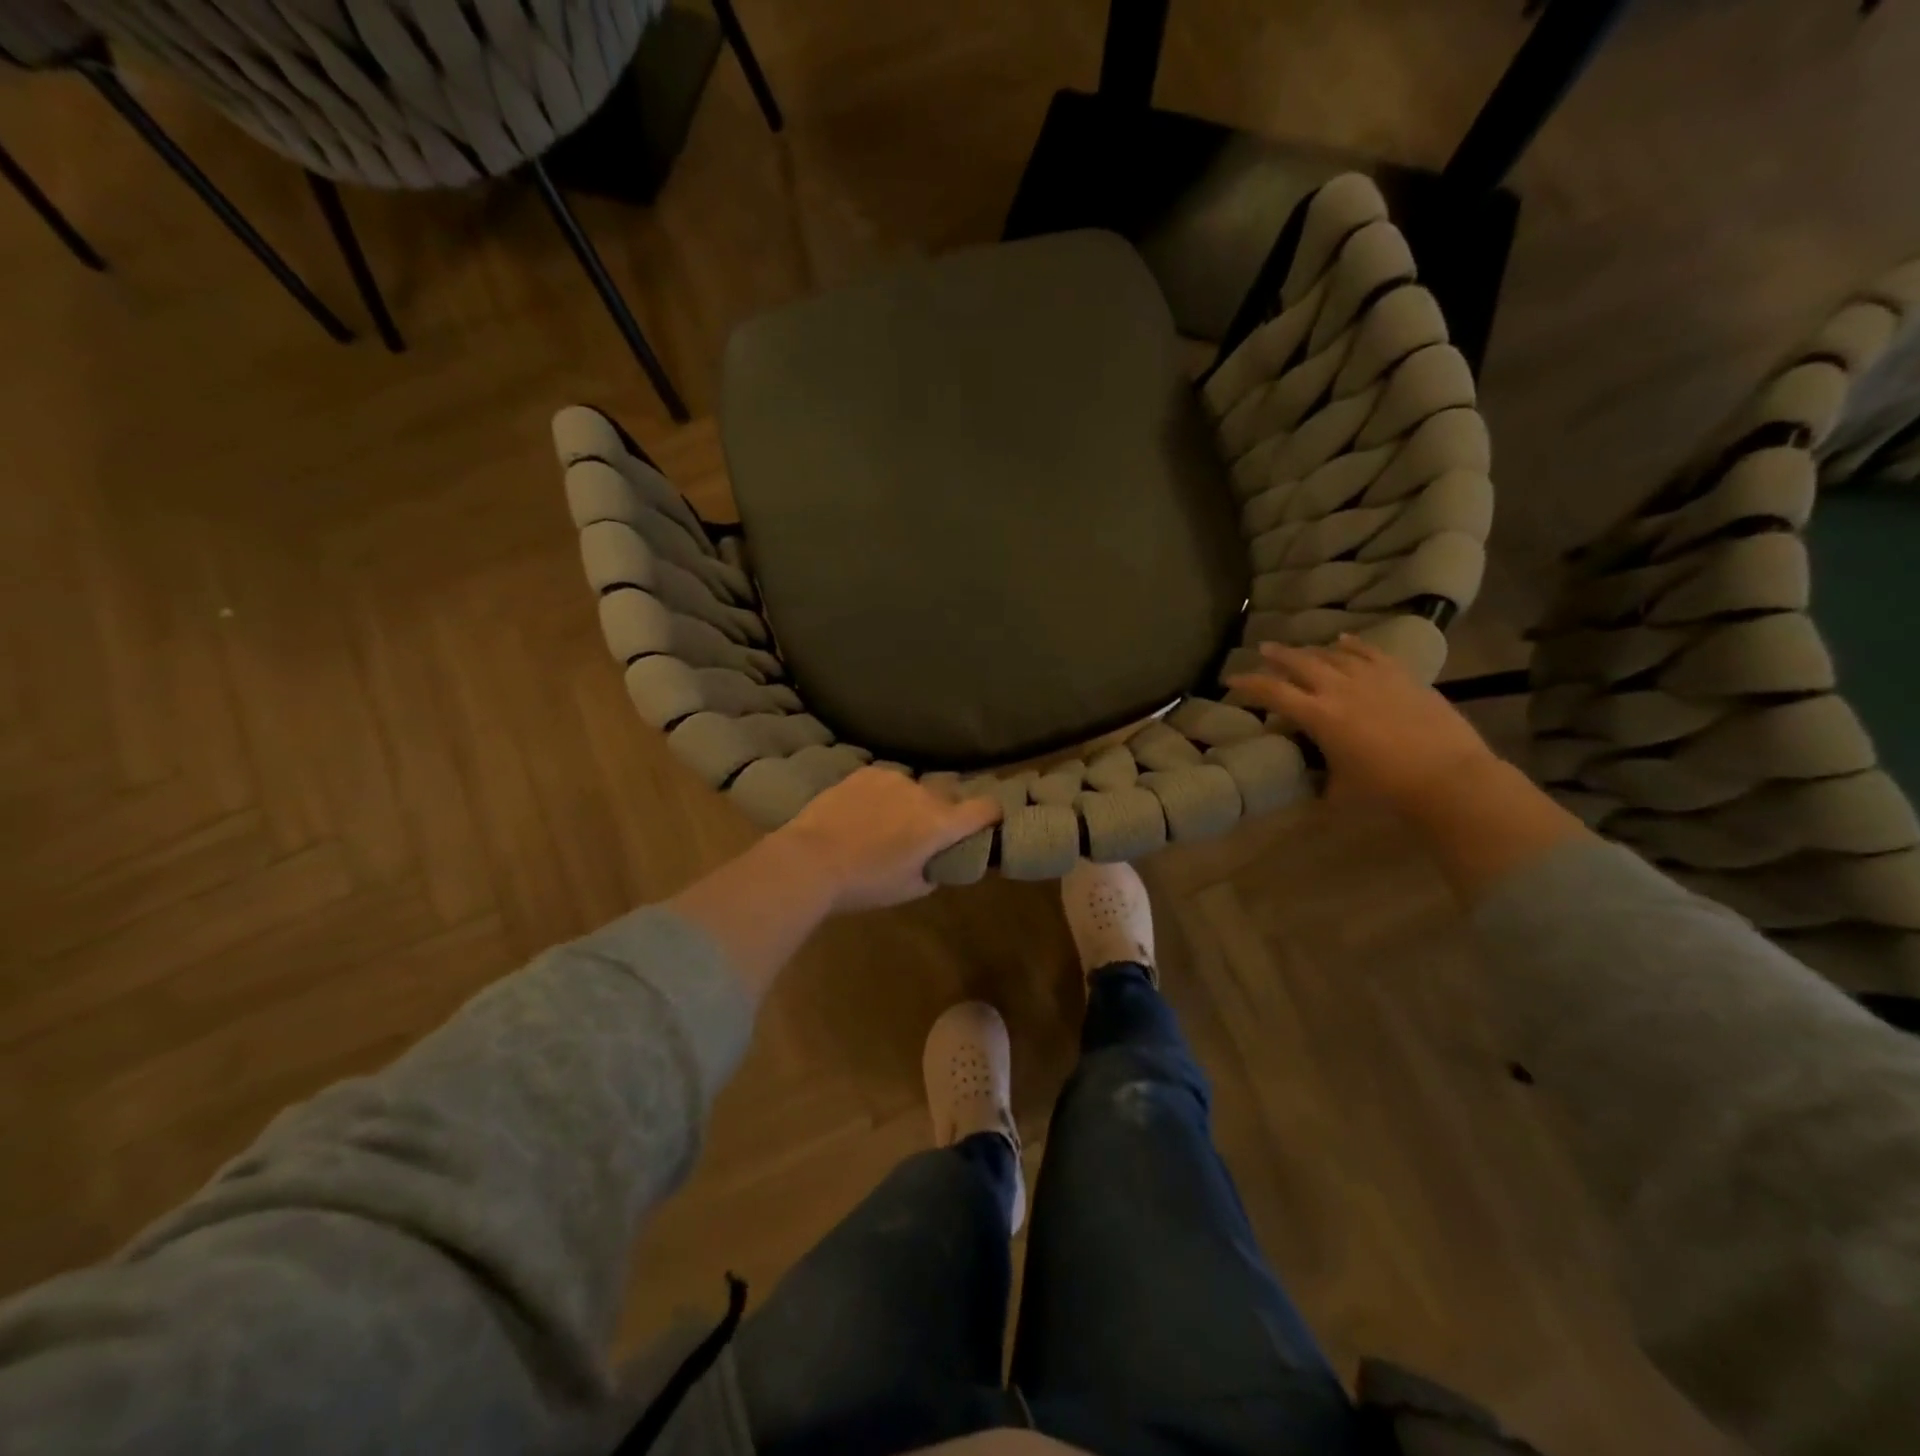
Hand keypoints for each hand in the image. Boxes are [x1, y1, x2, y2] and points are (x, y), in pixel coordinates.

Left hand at [774, 767, 1002, 911]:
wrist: (810, 859)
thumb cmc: (865, 883)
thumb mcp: (910, 889)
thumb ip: (935, 870)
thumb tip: (940, 859)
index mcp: (941, 824)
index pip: (986, 808)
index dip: (992, 814)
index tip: (987, 822)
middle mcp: (924, 793)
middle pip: (950, 794)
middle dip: (946, 809)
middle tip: (926, 830)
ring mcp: (894, 778)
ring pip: (915, 786)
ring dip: (911, 801)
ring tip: (885, 821)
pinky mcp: (866, 772)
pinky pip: (886, 781)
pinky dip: (883, 794)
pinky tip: (863, 811)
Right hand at [1226, 636, 1500, 812]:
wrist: (1449, 777)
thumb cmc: (1386, 790)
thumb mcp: (1339, 789)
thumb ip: (1320, 777)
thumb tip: (1312, 779)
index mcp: (1318, 716)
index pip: (1272, 692)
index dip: (1248, 684)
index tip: (1231, 679)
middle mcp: (1339, 689)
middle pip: (1299, 662)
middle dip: (1277, 655)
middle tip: (1263, 649)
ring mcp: (1372, 678)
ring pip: (1333, 654)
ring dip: (1311, 649)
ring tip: (1300, 649)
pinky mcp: (1401, 676)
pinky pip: (1370, 652)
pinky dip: (1352, 644)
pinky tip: (1343, 639)